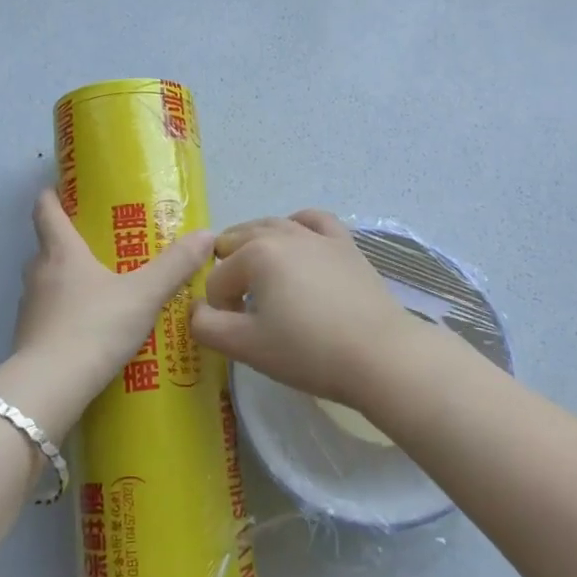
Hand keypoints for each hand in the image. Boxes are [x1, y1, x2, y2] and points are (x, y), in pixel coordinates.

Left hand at [0, 190, 213, 438]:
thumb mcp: (143, 294)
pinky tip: (90, 327)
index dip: (52, 196)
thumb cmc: (95, 326)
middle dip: (69, 242)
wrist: (50, 387)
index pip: (45, 211)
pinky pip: (49, 314)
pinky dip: (66, 313)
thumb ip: (175, 266)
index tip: (62, 189)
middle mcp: (39, 273)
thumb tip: (206, 234)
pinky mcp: (28, 339)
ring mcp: (30, 308)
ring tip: (101, 287)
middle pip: (48, 246)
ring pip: (48, 282)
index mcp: (61, 251)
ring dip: (68, 280)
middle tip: (101, 244)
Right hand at [190, 209, 426, 409]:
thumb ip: (206, 326)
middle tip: (238, 308)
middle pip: (238, 242)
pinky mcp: (344, 243)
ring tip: (258, 278)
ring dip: (255, 247)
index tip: (234, 334)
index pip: (217, 280)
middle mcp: (282, 233)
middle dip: (230, 271)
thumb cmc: (309, 351)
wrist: (381, 355)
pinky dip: (296, 226)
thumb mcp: (246, 346)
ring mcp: (316, 235)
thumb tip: (195, 310)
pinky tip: (296, 242)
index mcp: (255, 254)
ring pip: (272, 226)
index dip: (218, 308)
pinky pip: (312, 220)